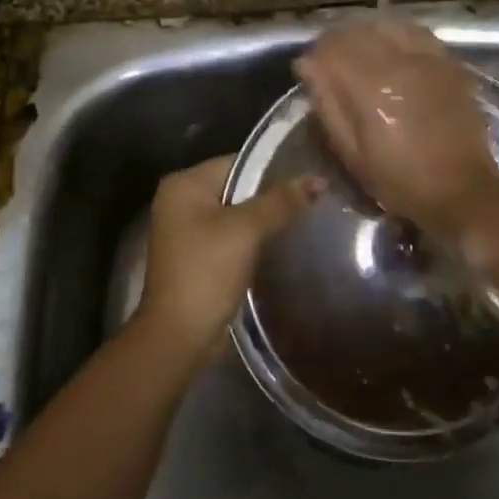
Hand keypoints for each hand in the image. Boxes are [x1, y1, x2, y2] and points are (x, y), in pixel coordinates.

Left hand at [130, 155, 319, 368]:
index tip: (310, 174)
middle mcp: (182, 201)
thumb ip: (280, 202)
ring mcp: (189, 230)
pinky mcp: (200, 255)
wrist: (180, 336)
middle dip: (273, 194)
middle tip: (315, 196)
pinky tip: (286, 240)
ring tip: (308, 215)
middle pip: (238, 187)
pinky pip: (234, 235)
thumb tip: (318, 180)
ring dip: (267, 217)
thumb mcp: (245, 231)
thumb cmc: (206, 272)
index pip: (238, 163)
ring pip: (238, 213)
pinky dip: (257, 237)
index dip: (274, 167)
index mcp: (183, 185)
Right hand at [294, 21, 498, 242]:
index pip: (332, 47)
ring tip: (364, 55)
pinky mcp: (449, 63)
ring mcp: (428, 58)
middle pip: (358, 31)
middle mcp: (399, 62)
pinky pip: (418, 33)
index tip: (311, 70)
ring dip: (369, 35)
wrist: (460, 189)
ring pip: (388, 25)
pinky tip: (395, 53)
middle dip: (340, 43)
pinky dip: (399, 36)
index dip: (316, 55)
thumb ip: (328, 104)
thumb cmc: (399, 180)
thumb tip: (308, 64)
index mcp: (370, 87)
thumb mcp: (351, 153)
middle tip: (335, 64)